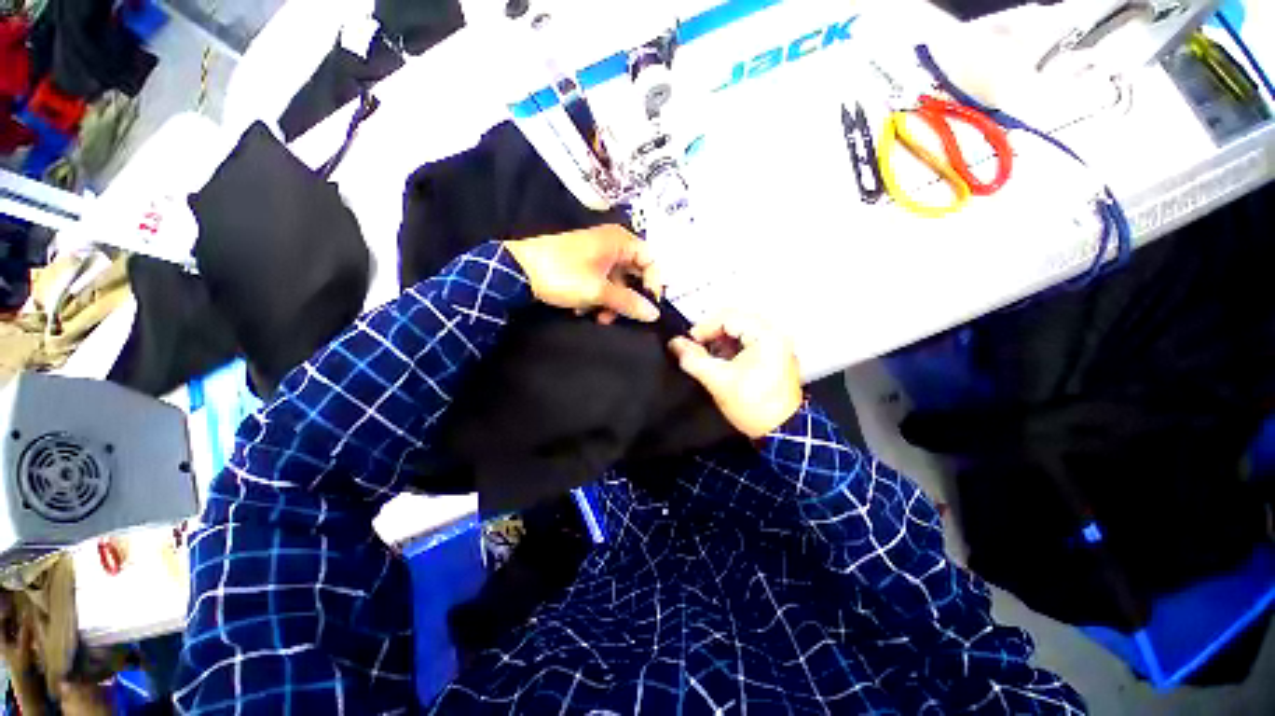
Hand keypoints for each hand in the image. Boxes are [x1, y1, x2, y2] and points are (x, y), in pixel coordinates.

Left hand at [505, 225, 661, 323]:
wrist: (517, 269)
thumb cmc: (564, 275)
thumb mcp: (599, 292)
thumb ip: (629, 303)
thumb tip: (654, 314)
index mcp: (619, 240)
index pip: (651, 260)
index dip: (653, 283)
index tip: (648, 305)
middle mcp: (611, 243)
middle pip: (633, 273)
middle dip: (627, 298)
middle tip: (619, 316)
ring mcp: (595, 253)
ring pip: (616, 281)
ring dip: (610, 302)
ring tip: (597, 317)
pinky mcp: (582, 263)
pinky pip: (601, 281)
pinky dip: (597, 296)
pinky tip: (582, 309)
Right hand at [669, 313, 801, 438]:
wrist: (782, 432)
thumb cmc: (753, 406)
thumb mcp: (718, 381)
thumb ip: (694, 359)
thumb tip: (675, 343)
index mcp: (766, 335)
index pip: (728, 317)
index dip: (704, 328)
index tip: (689, 343)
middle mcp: (775, 334)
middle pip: (734, 321)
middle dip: (711, 334)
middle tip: (696, 349)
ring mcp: (776, 345)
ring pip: (740, 331)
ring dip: (720, 341)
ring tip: (708, 358)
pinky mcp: (773, 356)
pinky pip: (747, 342)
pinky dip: (731, 348)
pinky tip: (721, 362)